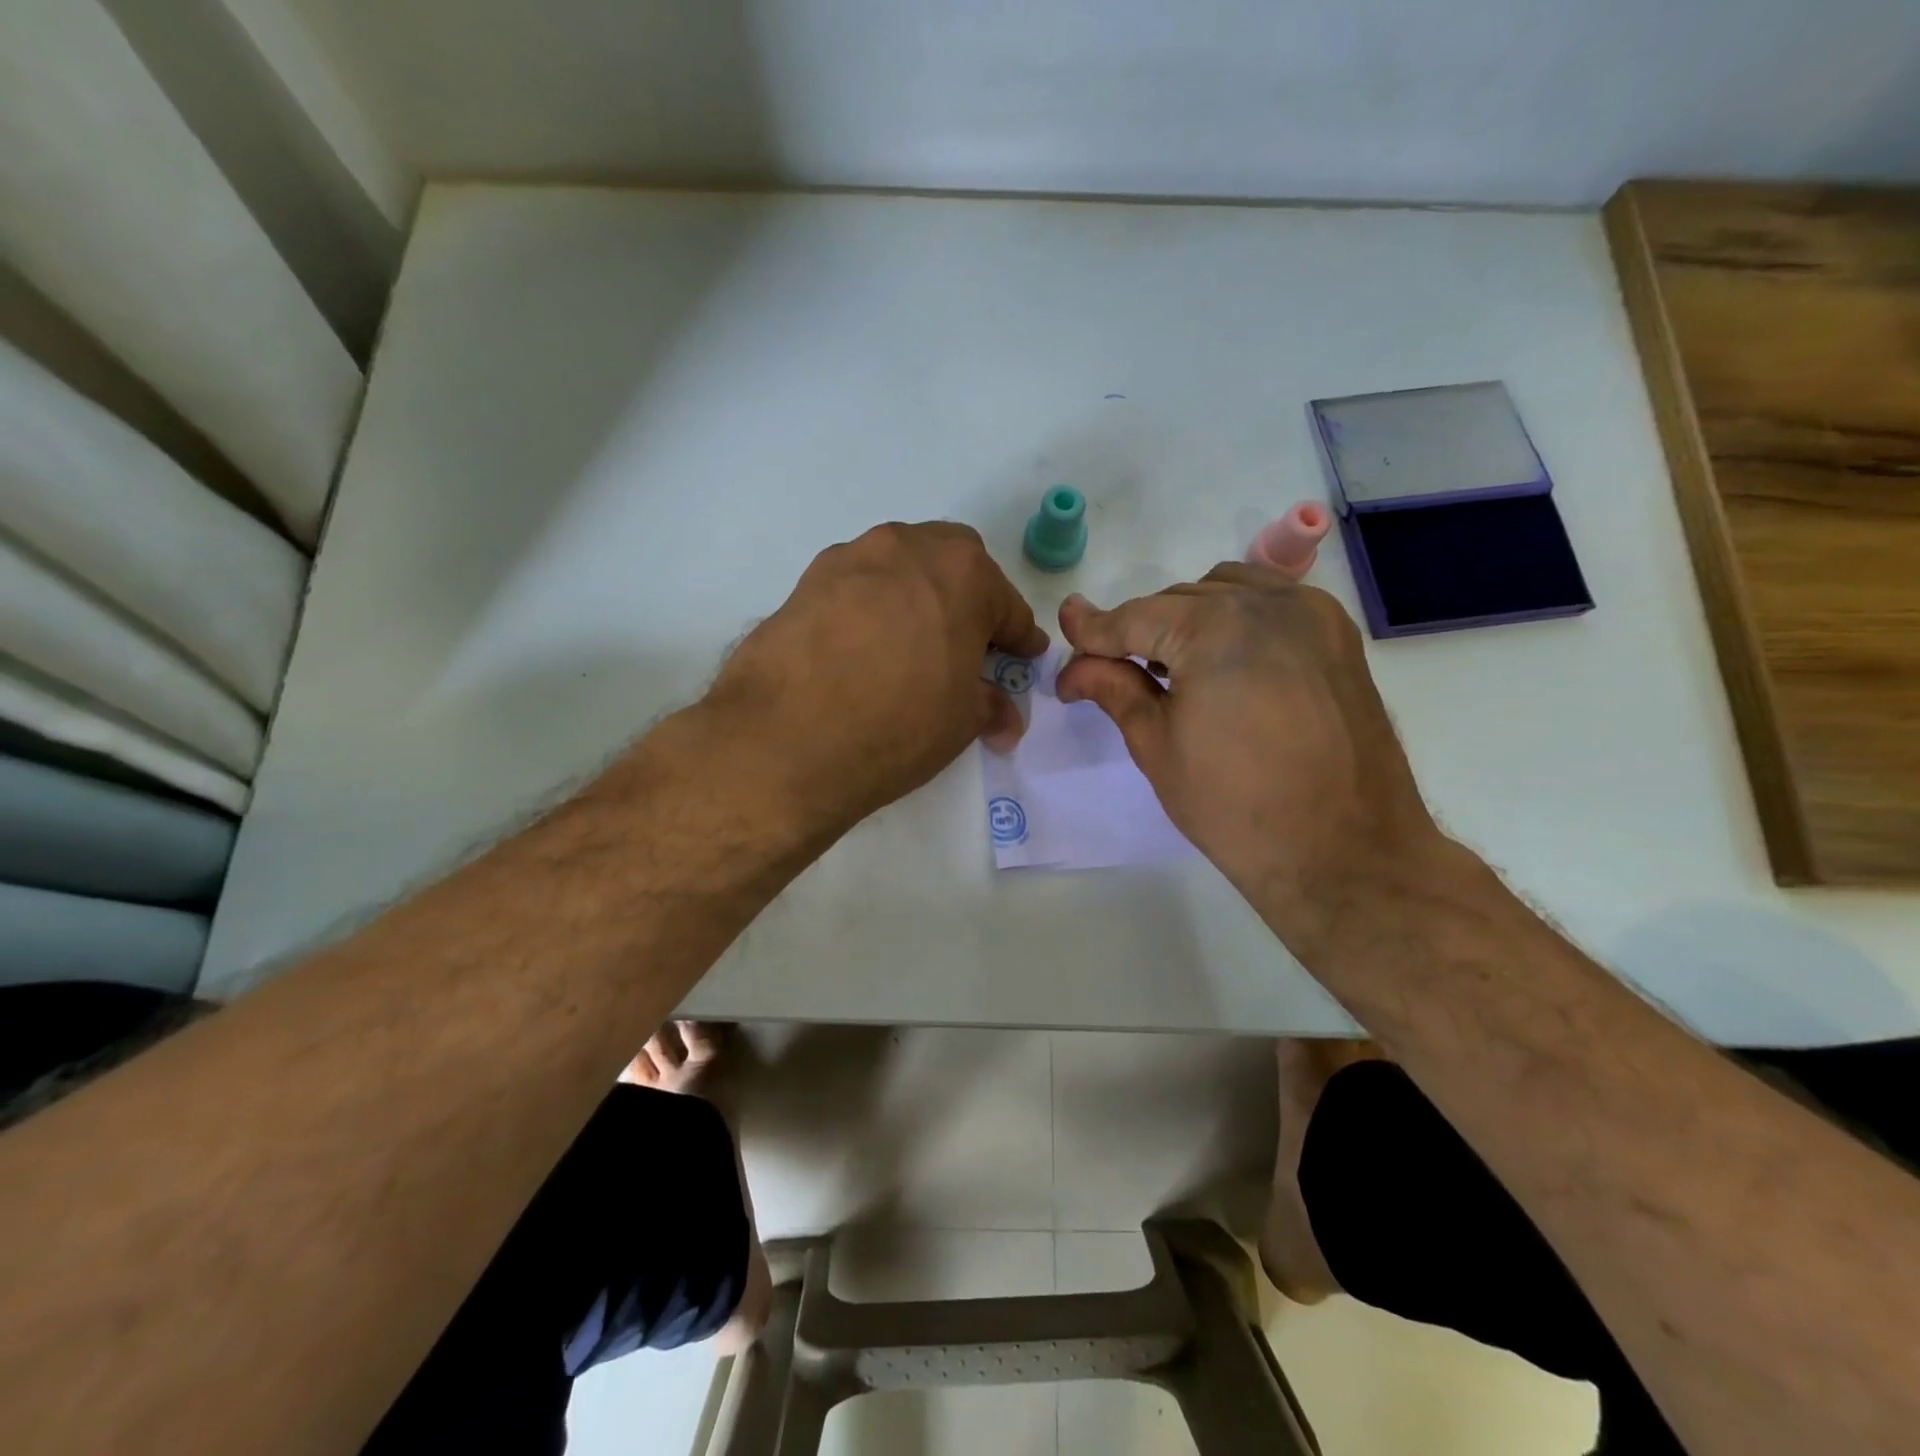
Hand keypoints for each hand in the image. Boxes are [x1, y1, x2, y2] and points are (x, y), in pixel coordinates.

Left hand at [706, 522, 1048, 836]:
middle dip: (968, 599)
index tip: (1022, 657)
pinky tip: (862, 648)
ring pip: (899, 567)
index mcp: (963, 573)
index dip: (1018, 638)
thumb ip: (988, 705)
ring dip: (915, 596)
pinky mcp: (805, 581)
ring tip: (910, 645)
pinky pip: (855, 586)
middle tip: (964, 645)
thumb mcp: (960, 722)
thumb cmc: (897, 724)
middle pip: (953, 564)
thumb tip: (1003, 718)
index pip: (1006, 606)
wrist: (785, 739)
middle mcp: (907, 548)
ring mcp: (850, 559)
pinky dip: (870, 608)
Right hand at [1056, 564, 1447, 962]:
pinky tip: (1224, 660)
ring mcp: (1311, 615)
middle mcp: (1267, 603)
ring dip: (1187, 617)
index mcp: (1216, 629)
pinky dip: (1236, 617)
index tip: (1065, 638)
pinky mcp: (1337, 636)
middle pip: (1178, 600)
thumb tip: (1074, 666)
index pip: (1135, 617)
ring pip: (1225, 591)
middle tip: (1110, 671)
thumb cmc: (1236, 808)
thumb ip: (1114, 690)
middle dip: (1139, 630)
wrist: (1345, 852)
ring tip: (1171, 666)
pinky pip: (1271, 603)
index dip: (1093, 632)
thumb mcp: (1157, 746)